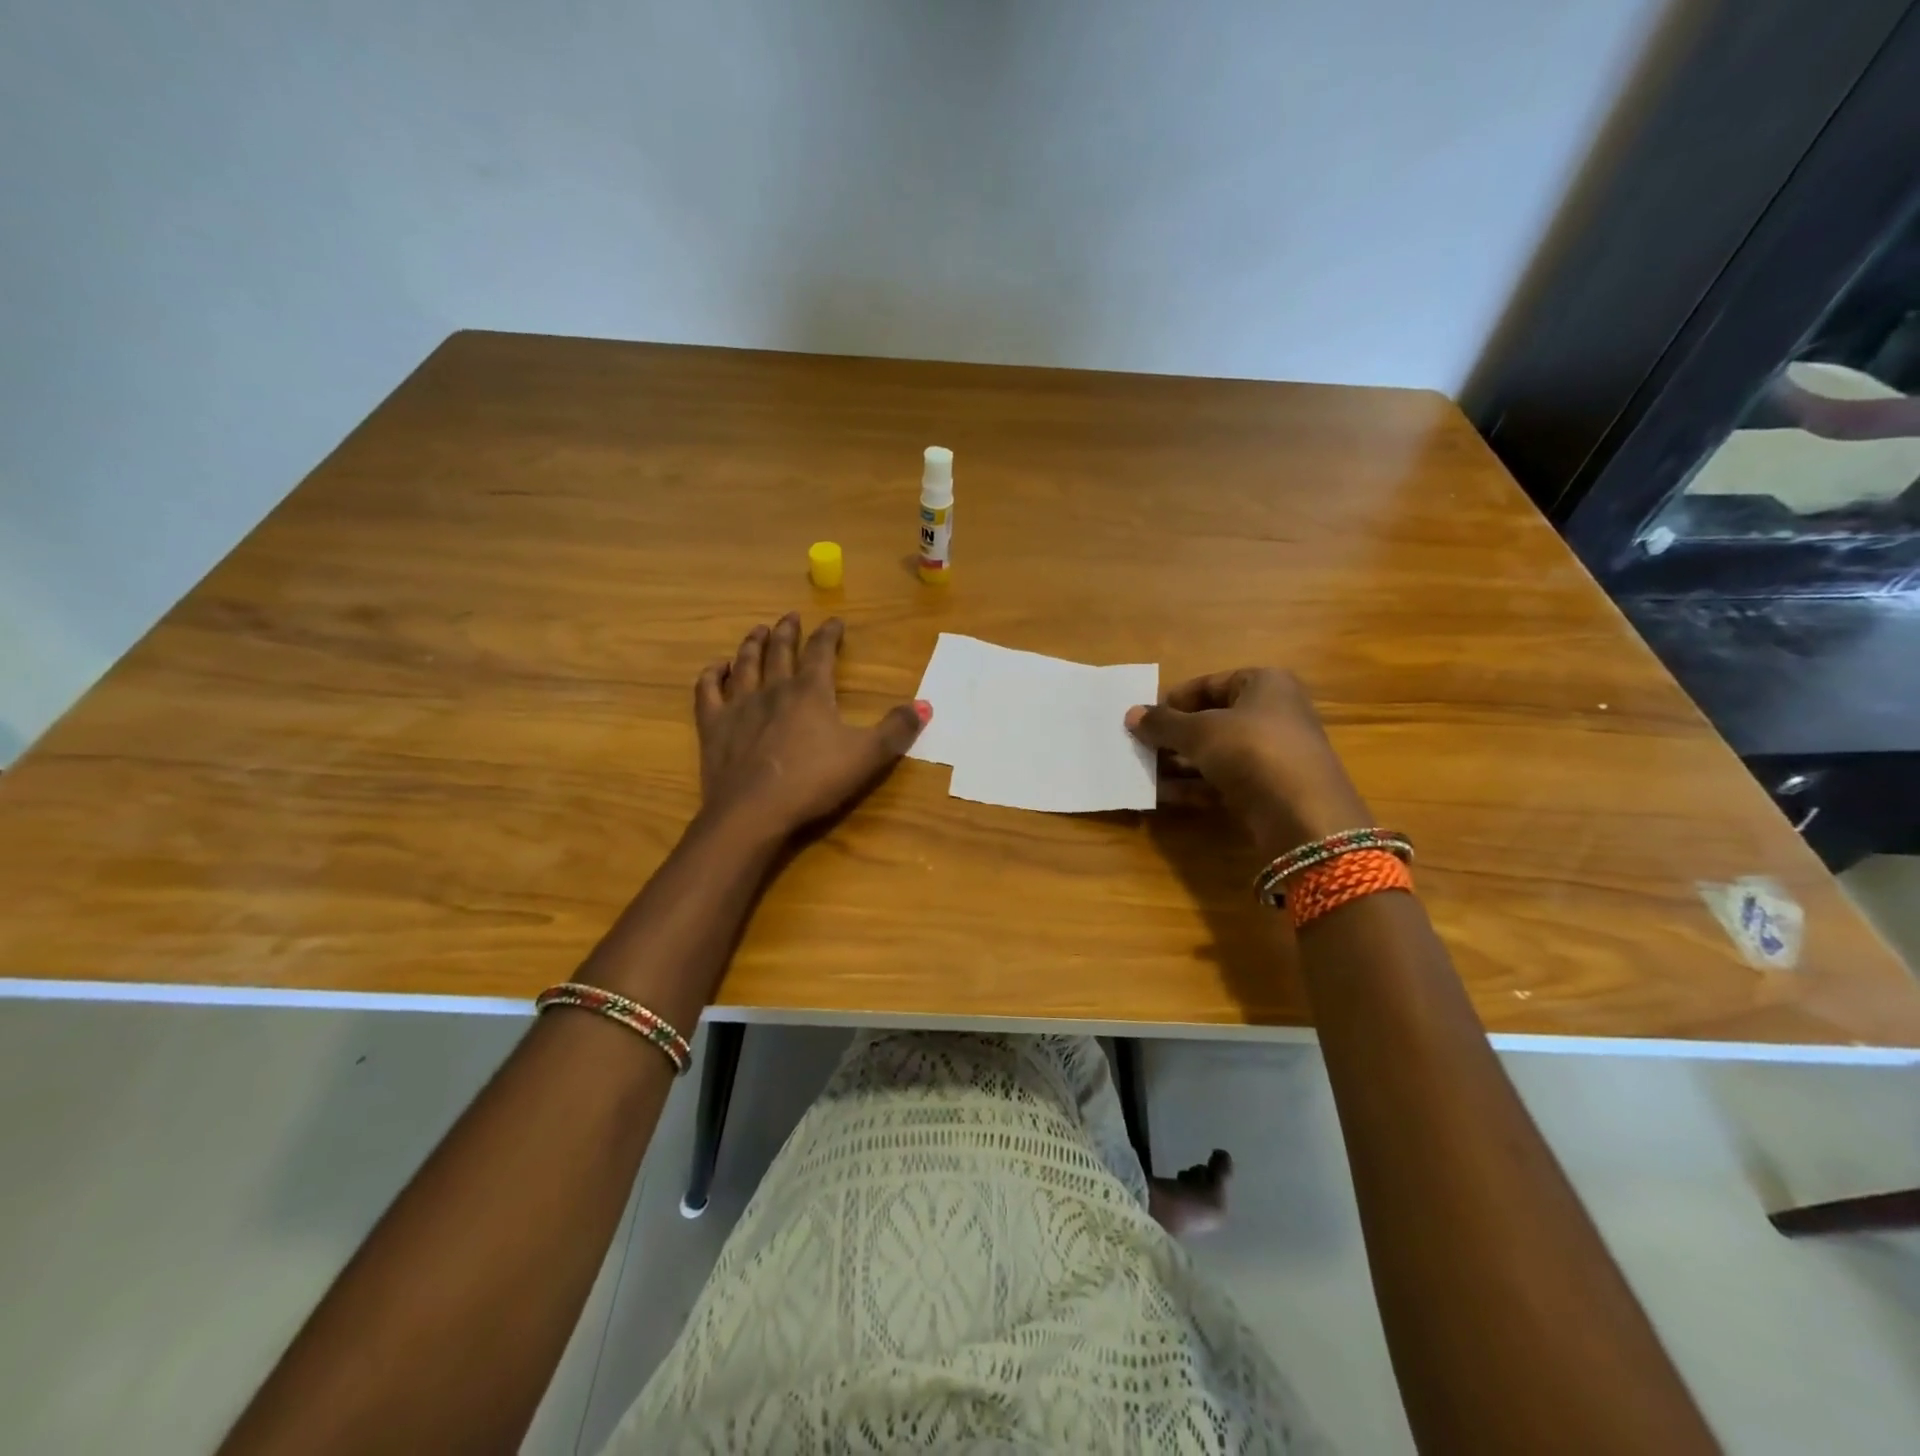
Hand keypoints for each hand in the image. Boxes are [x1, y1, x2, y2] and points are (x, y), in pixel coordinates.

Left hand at [695, 613, 927, 840]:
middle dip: (788, 632)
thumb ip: (896, 729)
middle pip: (780, 651)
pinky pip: (708, 691)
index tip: (835, 621)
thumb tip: (925, 705)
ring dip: (752, 644)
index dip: (829, 634)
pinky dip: (712, 675)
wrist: (754, 812)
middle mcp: (773, 689)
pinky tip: (716, 668)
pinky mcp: (714, 726)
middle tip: (791, 617)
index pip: (821, 652)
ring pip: (745, 664)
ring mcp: (739, 706)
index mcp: (810, 692)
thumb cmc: (814, 782)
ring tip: (758, 631)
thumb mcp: (867, 756)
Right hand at [1125, 668, 1371, 857]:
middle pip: (1211, 720)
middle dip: (1173, 736)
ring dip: (1178, 763)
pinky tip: (1160, 795)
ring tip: (1142, 772)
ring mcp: (1271, 755)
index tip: (1145, 719)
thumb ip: (1163, 723)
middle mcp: (1272, 714)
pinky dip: (1192, 786)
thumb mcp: (1200, 731)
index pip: (1209, 684)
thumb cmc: (1252, 750)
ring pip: (1214, 753)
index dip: (1174, 700)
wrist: (1303, 814)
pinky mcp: (1266, 790)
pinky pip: (1221, 781)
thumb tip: (1131, 714)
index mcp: (1264, 684)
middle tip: (1139, 748)